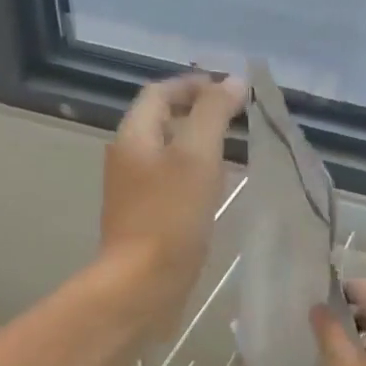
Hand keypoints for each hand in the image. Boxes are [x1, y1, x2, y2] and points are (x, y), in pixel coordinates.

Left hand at [102, 73, 247, 330]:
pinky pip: (172, 183)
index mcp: (134, 136)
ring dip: (198, 144)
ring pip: (169, 153)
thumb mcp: (197, 156)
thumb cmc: (170, 216)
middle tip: (237, 117)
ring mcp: (135, 191)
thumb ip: (213, 114)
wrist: (143, 283)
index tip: (229, 89)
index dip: (193, 84)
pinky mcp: (147, 218)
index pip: (159, 93)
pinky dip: (196, 174)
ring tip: (235, 149)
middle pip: (162, 121)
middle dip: (198, 112)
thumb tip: (232, 82)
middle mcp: (128, 158)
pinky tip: (218, 189)